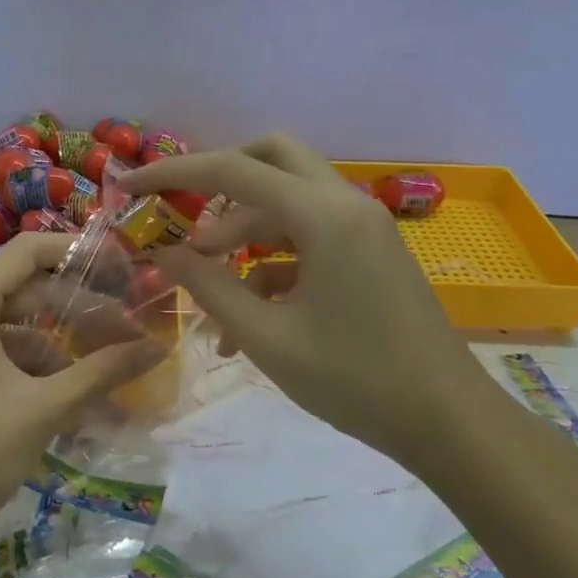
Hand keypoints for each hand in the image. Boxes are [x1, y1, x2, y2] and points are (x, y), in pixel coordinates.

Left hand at [0, 232, 165, 566]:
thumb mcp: (44, 411)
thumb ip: (103, 372)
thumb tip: (157, 346)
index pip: (28, 252)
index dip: (79, 252)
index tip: (122, 268)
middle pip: (22, 289)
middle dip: (76, 307)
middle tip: (125, 327)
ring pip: (9, 325)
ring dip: (56, 344)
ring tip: (103, 371)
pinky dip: (28, 366)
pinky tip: (64, 395)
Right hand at [124, 133, 491, 471]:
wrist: (448, 421)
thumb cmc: (355, 380)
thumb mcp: (267, 337)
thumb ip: (209, 286)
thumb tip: (166, 252)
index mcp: (323, 215)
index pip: (233, 170)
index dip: (173, 173)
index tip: (130, 186)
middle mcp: (345, 203)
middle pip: (270, 156)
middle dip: (220, 179)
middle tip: (185, 216)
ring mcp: (363, 225)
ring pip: (288, 197)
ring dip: (243, 230)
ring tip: (209, 287)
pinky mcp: (369, 249)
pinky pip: (309, 233)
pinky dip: (273, 257)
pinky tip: (249, 313)